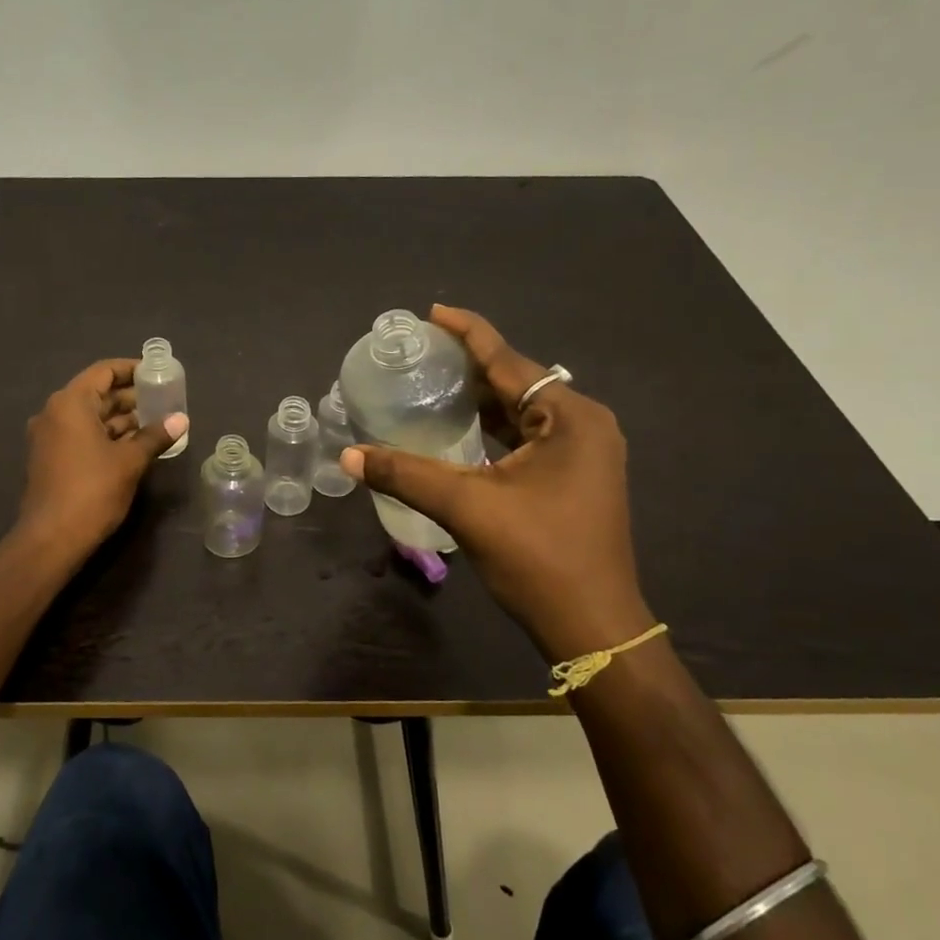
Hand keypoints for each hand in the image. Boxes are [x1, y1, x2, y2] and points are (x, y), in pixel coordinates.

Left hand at [16, 358, 188, 561]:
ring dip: (120, 419)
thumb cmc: (92, 491)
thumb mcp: (130, 461)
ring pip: (90, 417)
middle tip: (163, 400)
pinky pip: (82, 435)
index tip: (157, 373)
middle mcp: (54, 413)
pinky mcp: (50, 459)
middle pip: (96, 394)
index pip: (103, 372)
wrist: (51, 538)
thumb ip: (155, 436)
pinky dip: (106, 436)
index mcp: (70, 403)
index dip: (131, 369)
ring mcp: (49, 437)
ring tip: (155, 423)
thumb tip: (181, 419)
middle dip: (130, 397)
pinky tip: (134, 445)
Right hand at [341, 305, 652, 661]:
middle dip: (470, 365)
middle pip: (517, 381)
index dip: (468, 333)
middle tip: (421, 353)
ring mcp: (583, 453)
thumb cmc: (539, 558)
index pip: (509, 360)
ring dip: (480, 397)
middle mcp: (584, 425)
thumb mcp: (468, 508)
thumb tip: (348, 457)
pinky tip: (460, 427)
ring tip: (433, 382)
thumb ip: (406, 475)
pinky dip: (493, 427)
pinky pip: (527, 436)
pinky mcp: (574, 477)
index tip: (432, 313)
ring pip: (522, 411)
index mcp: (570, 418)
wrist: (592, 626)